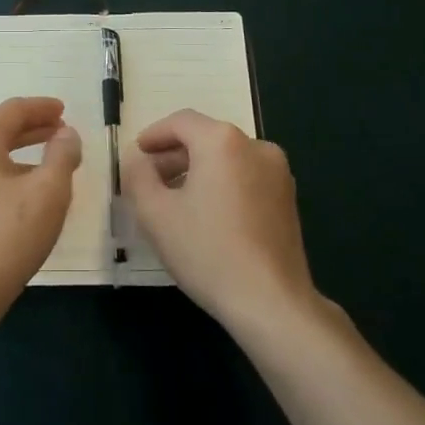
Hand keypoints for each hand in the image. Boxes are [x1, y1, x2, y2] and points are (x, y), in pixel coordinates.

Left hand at [0, 97, 80, 325]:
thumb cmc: (6, 236)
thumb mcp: (48, 192)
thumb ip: (62, 155)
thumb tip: (66, 134)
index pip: (13, 110)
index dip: (42, 107)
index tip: (64, 110)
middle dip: (32, 130)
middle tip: (61, 132)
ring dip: (19, 155)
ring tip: (48, 166)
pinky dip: (4, 176)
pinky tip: (21, 197)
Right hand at [122, 110, 315, 336]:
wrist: (271, 302)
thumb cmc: (207, 251)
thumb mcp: (156, 213)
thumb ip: (138, 176)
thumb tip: (137, 160)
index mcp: (222, 141)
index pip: (180, 122)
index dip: (153, 135)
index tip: (136, 154)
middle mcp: (255, 145)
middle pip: (205, 138)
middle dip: (174, 155)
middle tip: (149, 180)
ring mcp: (277, 172)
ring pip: (226, 158)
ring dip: (197, 170)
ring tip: (174, 199)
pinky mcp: (288, 198)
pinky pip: (245, 176)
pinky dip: (221, 184)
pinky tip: (206, 214)